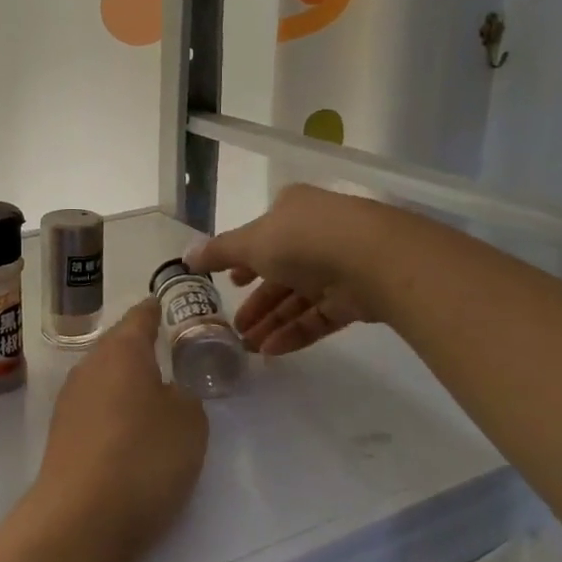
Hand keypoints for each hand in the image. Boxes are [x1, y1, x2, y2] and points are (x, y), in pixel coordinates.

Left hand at [36, 298, 207, 559]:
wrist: (81, 516)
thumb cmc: (144, 457)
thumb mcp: (189, 423)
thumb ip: (185, 397)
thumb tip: (169, 392)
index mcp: (121, 351)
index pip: (140, 318)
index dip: (155, 310)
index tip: (163, 303)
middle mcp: (89, 366)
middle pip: (118, 346)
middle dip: (140, 347)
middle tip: (168, 352)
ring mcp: (70, 399)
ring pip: (104, 376)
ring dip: (125, 380)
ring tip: (153, 392)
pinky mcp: (62, 432)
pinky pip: (94, 406)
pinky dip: (113, 409)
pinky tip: (128, 429)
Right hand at [186, 185, 384, 355]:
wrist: (375, 260)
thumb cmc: (303, 240)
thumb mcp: (250, 243)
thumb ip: (218, 252)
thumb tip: (186, 257)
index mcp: (292, 210)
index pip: (262, 235)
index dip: (243, 260)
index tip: (229, 283)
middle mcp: (316, 234)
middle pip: (279, 271)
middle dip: (255, 301)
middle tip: (233, 326)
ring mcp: (340, 265)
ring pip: (299, 297)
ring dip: (271, 321)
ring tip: (247, 348)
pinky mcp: (358, 296)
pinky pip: (319, 316)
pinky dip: (295, 332)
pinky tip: (272, 351)